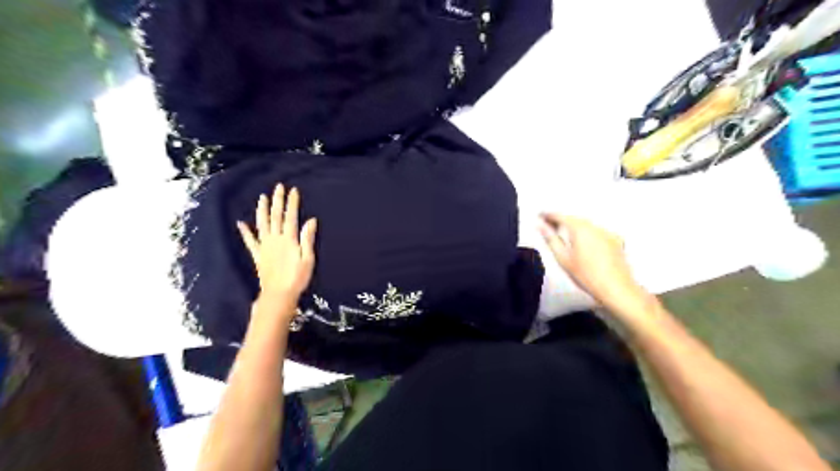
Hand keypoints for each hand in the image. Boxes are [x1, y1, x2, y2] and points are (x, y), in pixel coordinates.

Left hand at [237, 186, 319, 300]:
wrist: (279, 294)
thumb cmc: (298, 277)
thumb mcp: (308, 258)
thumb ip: (307, 238)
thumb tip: (311, 220)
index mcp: (289, 239)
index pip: (291, 216)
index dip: (292, 203)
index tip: (293, 190)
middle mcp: (275, 239)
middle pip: (276, 216)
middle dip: (277, 201)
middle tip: (278, 187)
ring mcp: (264, 246)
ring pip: (262, 224)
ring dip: (262, 210)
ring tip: (262, 198)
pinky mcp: (258, 255)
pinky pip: (250, 241)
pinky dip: (245, 232)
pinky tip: (241, 223)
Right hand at [541, 214, 651, 311]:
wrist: (616, 289)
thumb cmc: (586, 275)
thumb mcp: (563, 258)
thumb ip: (550, 239)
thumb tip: (539, 225)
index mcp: (579, 228)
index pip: (560, 216)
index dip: (548, 215)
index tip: (539, 216)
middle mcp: (594, 226)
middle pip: (574, 218)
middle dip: (561, 220)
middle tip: (548, 225)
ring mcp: (607, 232)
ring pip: (586, 224)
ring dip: (574, 226)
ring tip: (563, 233)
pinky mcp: (615, 240)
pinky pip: (597, 231)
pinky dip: (587, 233)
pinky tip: (584, 242)